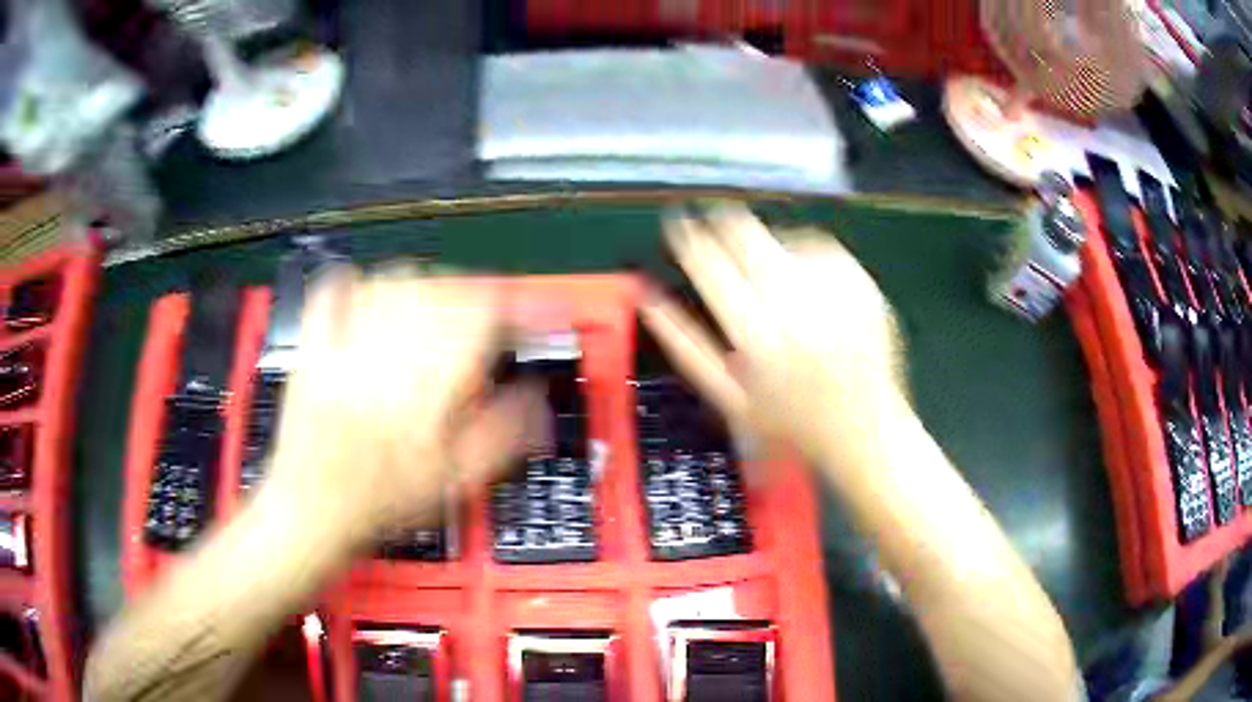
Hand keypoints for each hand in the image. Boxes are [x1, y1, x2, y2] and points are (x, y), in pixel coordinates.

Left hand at [262, 266, 547, 546]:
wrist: (311, 509)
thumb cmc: (383, 501)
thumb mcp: (452, 482)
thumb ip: (502, 435)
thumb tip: (535, 394)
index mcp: (425, 393)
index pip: (481, 321)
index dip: (512, 310)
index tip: (525, 315)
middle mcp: (385, 361)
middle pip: (440, 294)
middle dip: (474, 294)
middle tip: (485, 311)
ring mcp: (343, 349)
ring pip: (394, 284)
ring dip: (426, 284)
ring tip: (437, 302)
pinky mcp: (311, 348)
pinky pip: (334, 292)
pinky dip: (359, 282)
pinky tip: (375, 290)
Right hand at [642, 203, 906, 460]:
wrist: (864, 430)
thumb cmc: (789, 421)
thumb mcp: (728, 397)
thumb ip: (684, 344)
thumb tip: (647, 297)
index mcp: (759, 341)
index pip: (712, 271)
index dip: (690, 240)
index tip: (679, 223)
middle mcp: (799, 313)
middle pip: (751, 244)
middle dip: (724, 221)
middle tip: (712, 215)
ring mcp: (837, 298)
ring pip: (787, 241)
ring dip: (764, 237)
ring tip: (757, 251)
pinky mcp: (864, 290)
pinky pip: (825, 250)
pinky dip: (805, 249)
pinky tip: (799, 267)